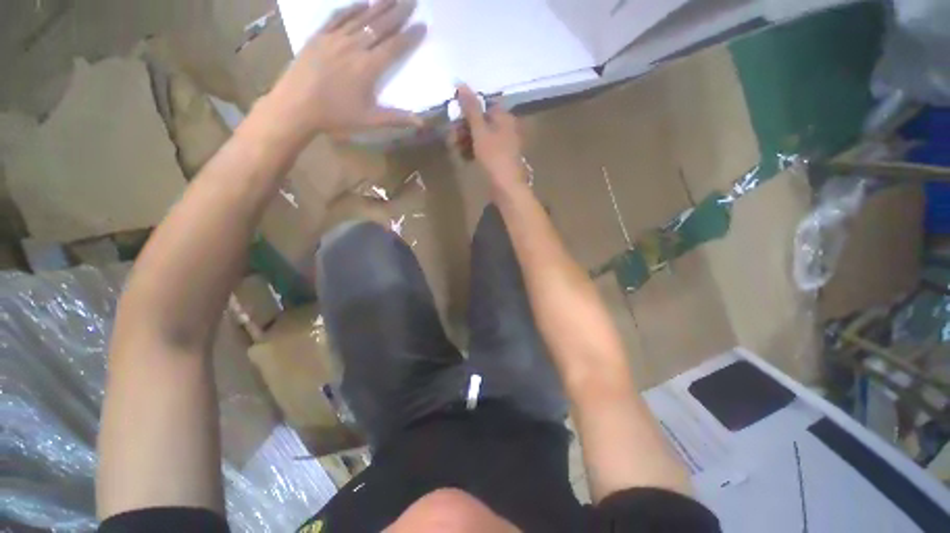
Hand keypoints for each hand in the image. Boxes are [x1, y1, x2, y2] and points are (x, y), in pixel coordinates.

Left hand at [267, 0, 425, 137]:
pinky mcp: (319, 36)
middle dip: (398, 12)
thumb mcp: (369, 121)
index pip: (394, 47)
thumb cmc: (336, 115)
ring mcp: (335, 38)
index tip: (422, 25)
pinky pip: (338, 17)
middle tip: (412, 0)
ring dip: (379, 6)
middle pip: (380, 26)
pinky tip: (363, 2)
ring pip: (361, 17)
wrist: (296, 105)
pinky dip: (352, 8)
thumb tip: (421, 123)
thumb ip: (396, 118)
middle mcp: (354, 46)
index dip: (410, 36)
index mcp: (368, 67)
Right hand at [456, 85, 525, 190]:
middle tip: (452, 138)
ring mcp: (502, 144)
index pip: (482, 105)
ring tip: (456, 150)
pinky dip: (473, 151)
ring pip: (480, 136)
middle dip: (464, 128)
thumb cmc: (494, 157)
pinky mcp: (497, 158)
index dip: (467, 111)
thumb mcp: (480, 131)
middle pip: (480, 121)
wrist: (507, 187)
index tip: (454, 119)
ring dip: (466, 140)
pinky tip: (464, 158)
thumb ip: (471, 108)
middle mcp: (504, 128)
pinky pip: (483, 149)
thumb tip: (460, 83)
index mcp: (504, 117)